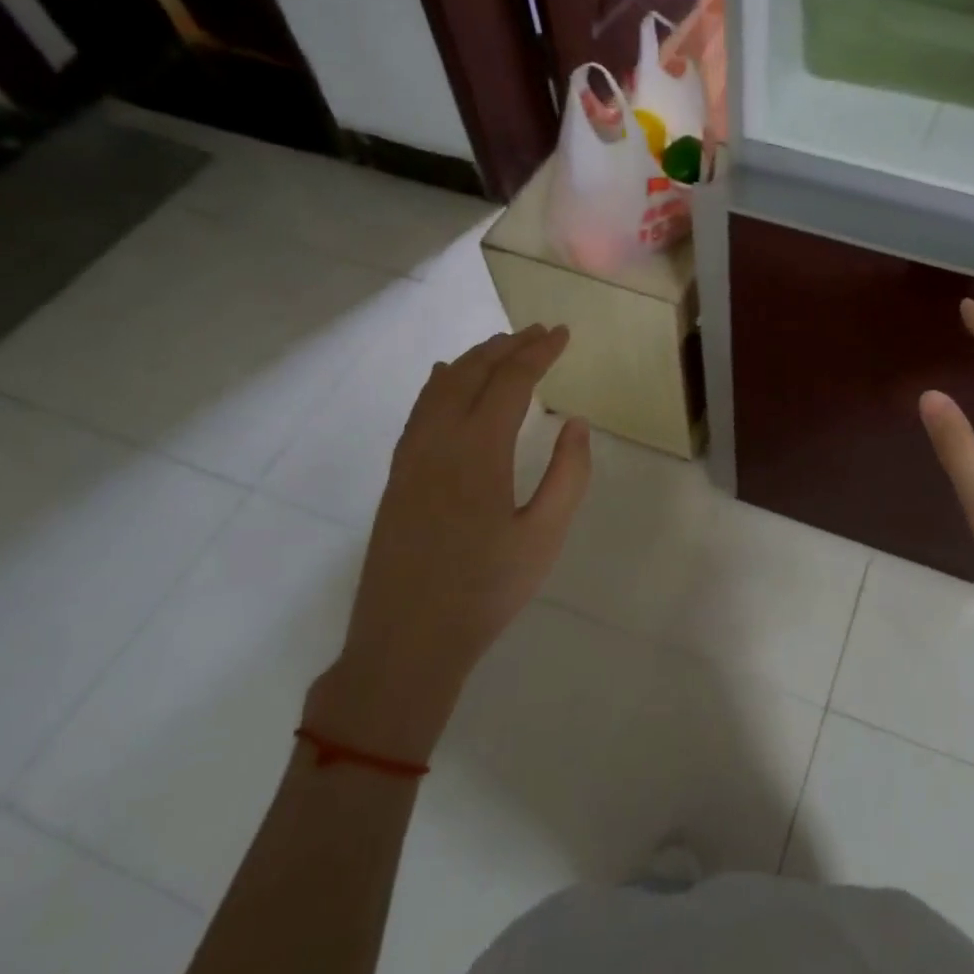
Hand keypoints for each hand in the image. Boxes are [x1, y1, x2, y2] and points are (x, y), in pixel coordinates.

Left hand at [305, 326, 591, 762]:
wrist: (407, 641)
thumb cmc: (486, 591)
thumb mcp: (545, 537)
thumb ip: (569, 475)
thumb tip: (576, 423)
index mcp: (479, 451)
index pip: (511, 381)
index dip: (538, 352)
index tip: (562, 333)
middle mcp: (439, 441)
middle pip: (472, 374)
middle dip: (507, 346)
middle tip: (538, 332)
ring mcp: (411, 458)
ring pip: (440, 387)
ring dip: (473, 360)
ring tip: (500, 346)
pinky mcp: (397, 477)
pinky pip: (419, 411)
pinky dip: (439, 384)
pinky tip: (445, 380)